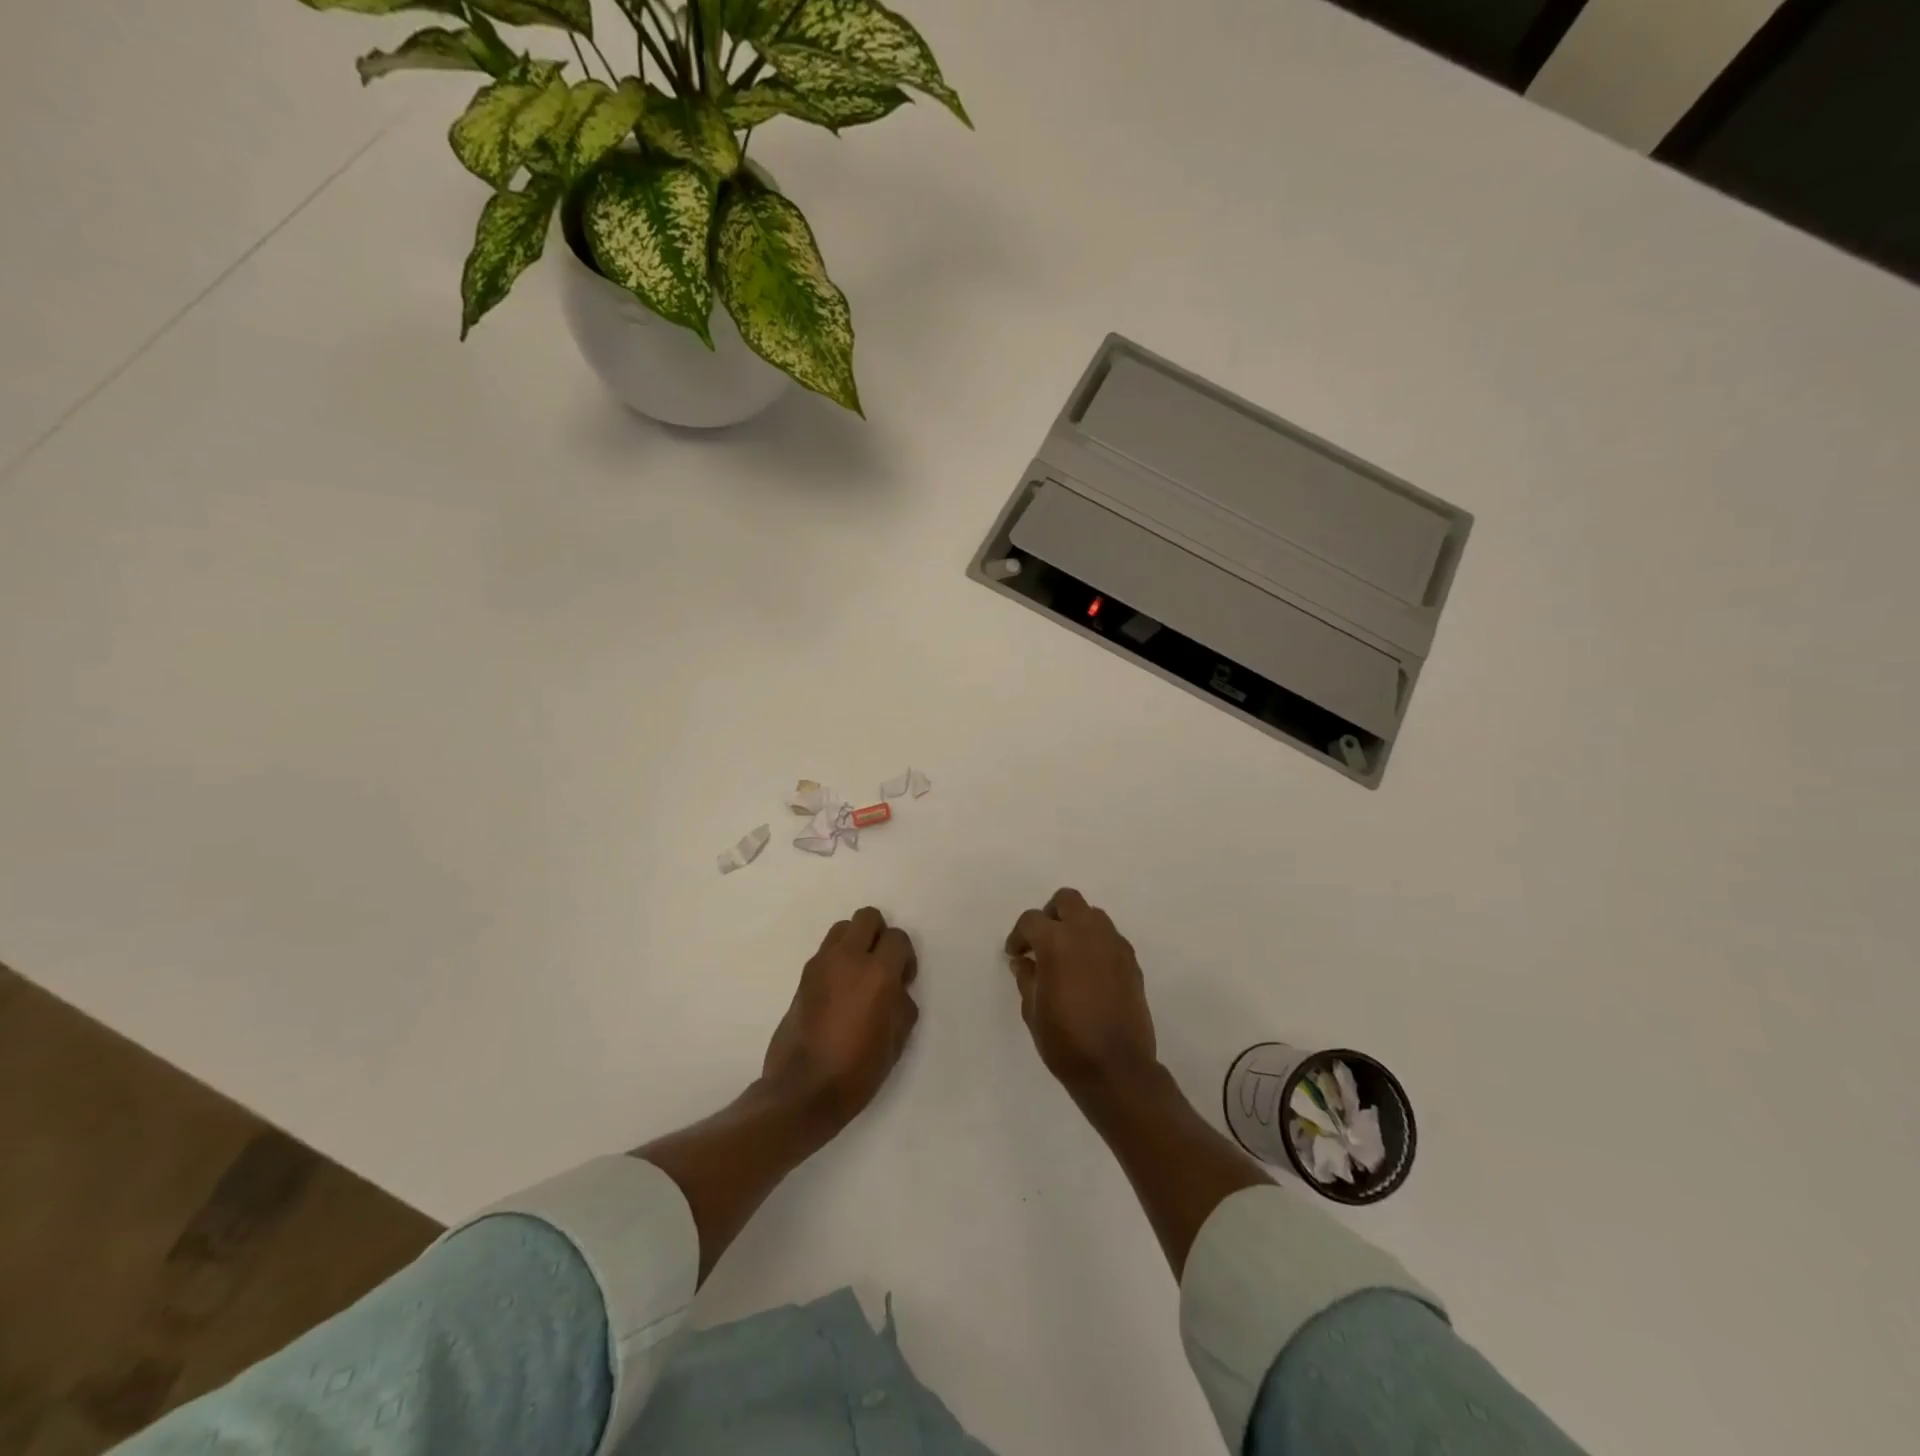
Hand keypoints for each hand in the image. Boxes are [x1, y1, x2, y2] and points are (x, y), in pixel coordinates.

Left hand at [762, 907, 918, 1128]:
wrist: (802, 1090)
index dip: (905, 957)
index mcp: (878, 974)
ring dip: (855, 942)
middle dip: (879, 936)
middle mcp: (848, 958)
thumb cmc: (857, 1070)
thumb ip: (902, 1005)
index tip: (902, 982)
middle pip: (867, 917)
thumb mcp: (896, 1041)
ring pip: (843, 928)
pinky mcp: (803, 976)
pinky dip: (837, 959)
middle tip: (881, 967)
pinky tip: (839, 992)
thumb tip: (896, 991)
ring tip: (858, 975)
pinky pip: (826, 951)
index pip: (898, 938)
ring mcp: (821, 964)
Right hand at [1005, 888, 1158, 1096]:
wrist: (1116, 1068)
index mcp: (1057, 942)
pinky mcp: (1131, 961)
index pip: (1032, 920)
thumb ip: (1027, 978)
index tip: (1015, 954)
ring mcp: (1114, 945)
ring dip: (1076, 926)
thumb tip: (1024, 962)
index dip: (1019, 936)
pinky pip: (1110, 938)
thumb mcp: (1032, 1011)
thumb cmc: (1065, 1041)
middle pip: (1067, 900)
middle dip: (1051, 914)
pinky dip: (1096, 943)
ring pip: (1092, 915)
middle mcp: (1087, 933)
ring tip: (1067, 955)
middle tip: (1042, 941)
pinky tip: (1089, 971)